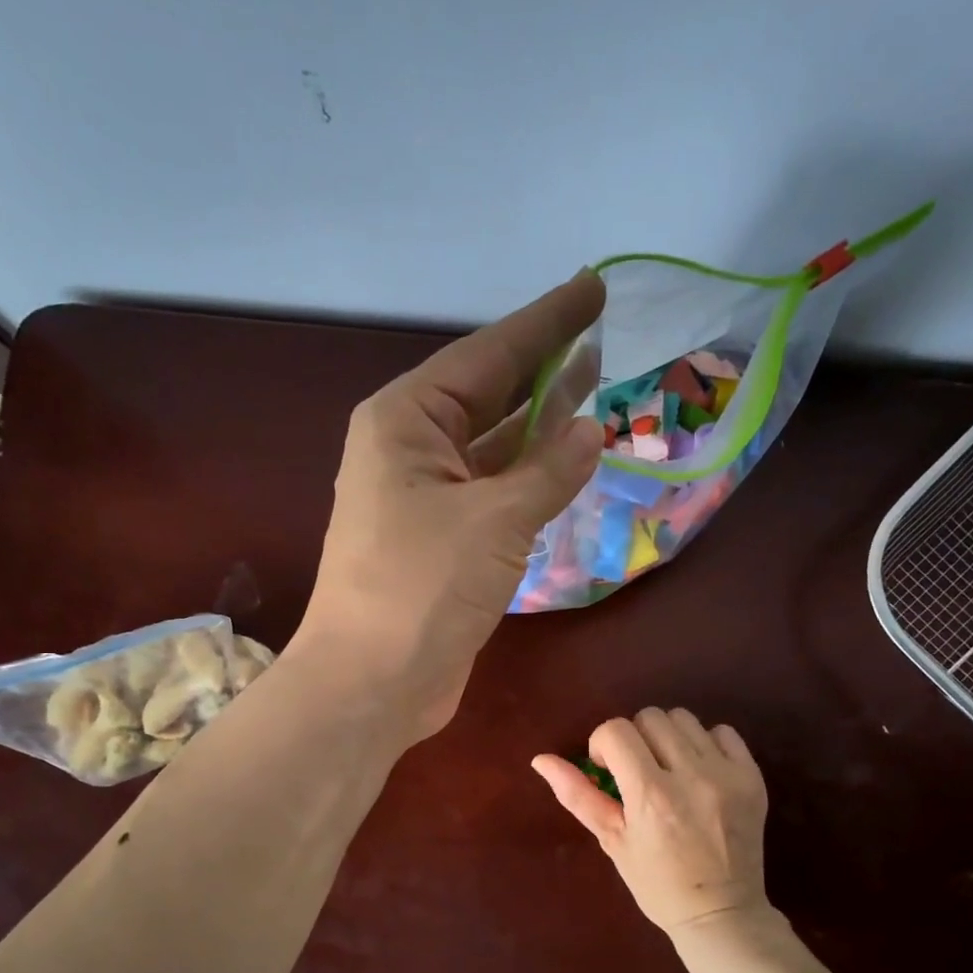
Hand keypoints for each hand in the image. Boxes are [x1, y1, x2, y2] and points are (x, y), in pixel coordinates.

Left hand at [295, 272, 605, 741]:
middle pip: (488, 396)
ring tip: (594, 389)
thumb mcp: (494, 520)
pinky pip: (493, 493)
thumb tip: (591, 431)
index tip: (592, 289)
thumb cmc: (421, 588)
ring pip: (492, 447)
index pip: (487, 356)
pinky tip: (564, 462)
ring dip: (540, 424)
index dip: (545, 322)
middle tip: (601, 336)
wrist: (372, 683)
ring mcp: (423, 499)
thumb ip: (549, 470)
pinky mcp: (440, 543)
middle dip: (544, 368)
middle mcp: (409, 450)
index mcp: (405, 421)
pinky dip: (528, 478)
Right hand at [533, 708, 771, 940]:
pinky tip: (699, 771)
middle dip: (634, 738)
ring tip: (669, 769)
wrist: (720, 913)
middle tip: (637, 771)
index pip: (616, 731)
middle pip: (650, 718)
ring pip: (684, 719)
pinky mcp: (753, 777)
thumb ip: (577, 795)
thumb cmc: (656, 883)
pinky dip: (705, 743)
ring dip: (667, 737)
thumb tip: (541, 759)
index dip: (603, 744)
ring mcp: (726, 775)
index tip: (607, 770)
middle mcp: (691, 776)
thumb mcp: (611, 840)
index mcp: (650, 795)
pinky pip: (724, 732)